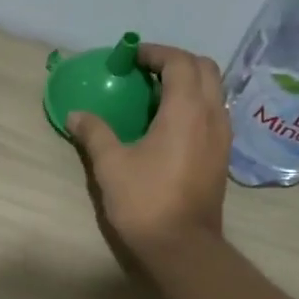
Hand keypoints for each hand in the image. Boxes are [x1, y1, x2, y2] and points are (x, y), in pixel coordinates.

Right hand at [68, 43, 230, 268]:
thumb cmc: (144, 200)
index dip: (156, 53)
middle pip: (205, 69)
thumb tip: (75, 115)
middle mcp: (212, 115)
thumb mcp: (110, 165)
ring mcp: (222, 136)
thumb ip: (94, 133)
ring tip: (157, 94)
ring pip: (214, 91)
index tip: (132, 57)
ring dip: (188, 82)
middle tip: (146, 70)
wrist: (181, 245)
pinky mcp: (222, 155)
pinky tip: (170, 123)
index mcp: (186, 110)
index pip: (179, 62)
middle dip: (176, 61)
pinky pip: (213, 113)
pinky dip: (195, 104)